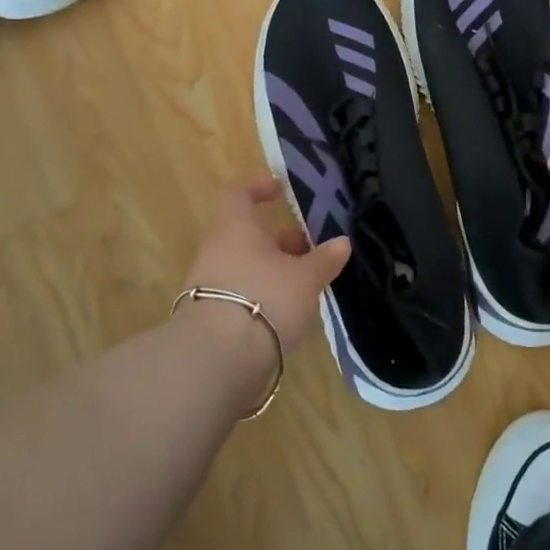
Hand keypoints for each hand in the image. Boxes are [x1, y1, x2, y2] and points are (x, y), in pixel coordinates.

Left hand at [182, 178, 349, 356]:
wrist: (216, 360)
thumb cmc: (265, 299)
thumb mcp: (305, 278)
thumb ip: (324, 259)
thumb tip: (342, 242)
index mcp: (235, 227)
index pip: (237, 194)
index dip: (257, 188)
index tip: (280, 191)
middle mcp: (216, 249)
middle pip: (246, 234)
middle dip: (278, 240)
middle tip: (309, 249)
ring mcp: (207, 284)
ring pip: (244, 265)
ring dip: (272, 269)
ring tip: (304, 285)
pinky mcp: (208, 317)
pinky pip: (238, 293)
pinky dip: (261, 294)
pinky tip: (285, 313)